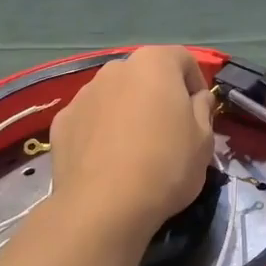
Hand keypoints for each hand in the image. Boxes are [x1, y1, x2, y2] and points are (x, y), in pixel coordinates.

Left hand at [49, 46, 216, 244]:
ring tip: (136, 148)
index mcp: (154, 63)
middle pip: (145, 75)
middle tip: (170, 130)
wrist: (104, 206)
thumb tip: (198, 98)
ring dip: (128, 111)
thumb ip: (203, 109)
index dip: (196, 82)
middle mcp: (115, 69)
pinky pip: (91, 119)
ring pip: (115, 96)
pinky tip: (108, 161)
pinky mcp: (61, 121)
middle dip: (158, 95)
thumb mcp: (204, 140)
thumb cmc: (165, 165)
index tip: (200, 111)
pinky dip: (101, 131)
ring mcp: (83, 94)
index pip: (183, 59)